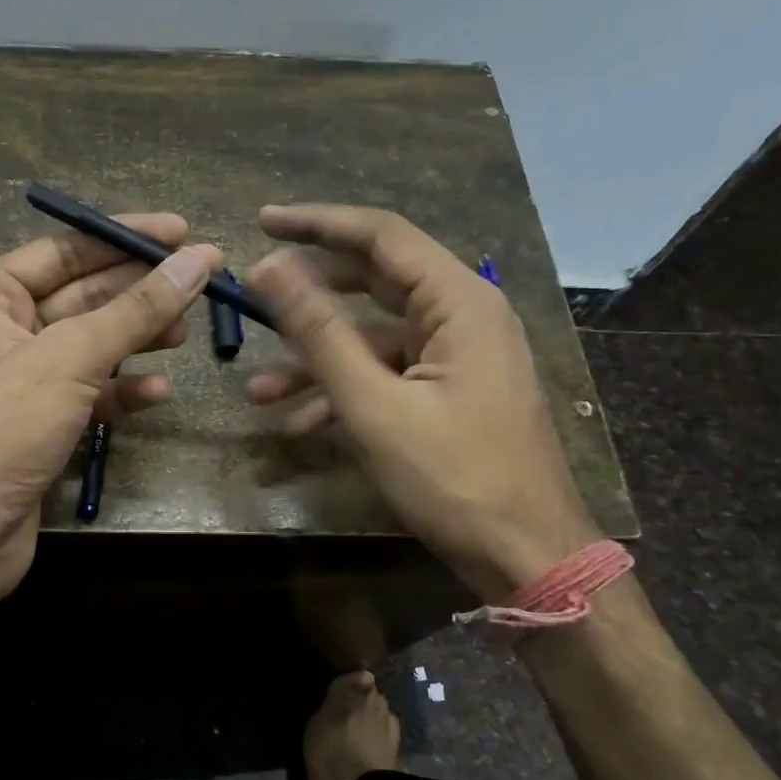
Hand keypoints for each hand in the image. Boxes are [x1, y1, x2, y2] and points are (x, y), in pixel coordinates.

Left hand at [0, 216, 221, 615]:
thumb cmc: (0, 428)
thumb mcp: (69, 358)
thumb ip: (135, 310)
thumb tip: (196, 261)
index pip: (65, 250)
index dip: (124, 238)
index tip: (182, 232)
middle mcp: (0, 330)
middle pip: (82, 297)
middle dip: (139, 292)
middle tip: (201, 282)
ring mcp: (20, 381)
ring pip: (90, 347)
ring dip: (136, 340)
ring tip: (186, 334)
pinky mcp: (38, 425)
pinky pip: (88, 394)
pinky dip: (122, 392)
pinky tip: (158, 393)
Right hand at [245, 205, 598, 596]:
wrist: (526, 557)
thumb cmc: (454, 477)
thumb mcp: (374, 405)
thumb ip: (319, 333)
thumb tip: (269, 268)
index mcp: (460, 302)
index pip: (382, 236)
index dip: (317, 224)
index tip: (262, 222)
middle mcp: (463, 316)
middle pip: (374, 282)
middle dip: (309, 295)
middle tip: (254, 294)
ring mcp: (457, 357)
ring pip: (372, 338)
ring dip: (316, 361)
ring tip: (258, 391)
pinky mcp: (449, 392)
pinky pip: (387, 375)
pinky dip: (344, 391)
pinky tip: (299, 425)